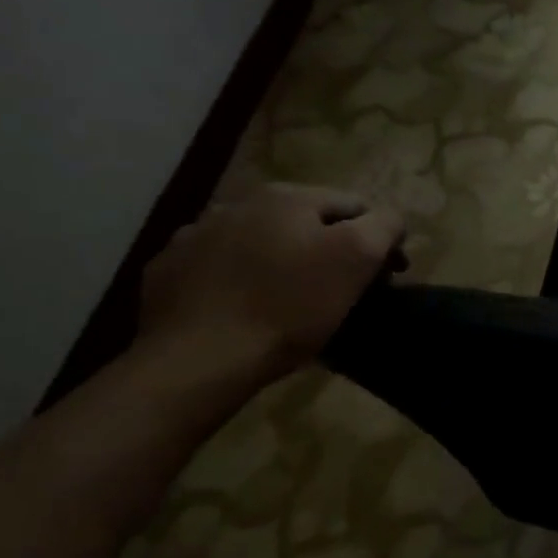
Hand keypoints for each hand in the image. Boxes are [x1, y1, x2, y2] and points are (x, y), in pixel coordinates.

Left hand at [137, 184, 405, 386]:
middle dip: (331, 251)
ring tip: (295, 305)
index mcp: (288, 197)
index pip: (357, 206)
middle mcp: (238, 204)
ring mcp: (195, 236)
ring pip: (263, 244)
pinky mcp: (168, 272)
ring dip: (285, 263)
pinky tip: (249, 311)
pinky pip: (221, 270)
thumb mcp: (357, 258)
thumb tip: (390, 220)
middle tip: (344, 294)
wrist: (196, 360)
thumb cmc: (289, 306)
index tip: (386, 280)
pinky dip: (242, 283)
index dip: (380, 241)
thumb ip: (385, 225)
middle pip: (308, 223)